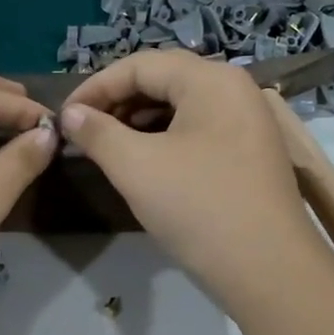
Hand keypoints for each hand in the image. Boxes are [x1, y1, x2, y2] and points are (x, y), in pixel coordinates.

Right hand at [60, 51, 320, 314]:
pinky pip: (199, 129)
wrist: (268, 269)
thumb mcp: (136, 167)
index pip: (140, 65)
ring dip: (139, 120)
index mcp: (210, 79)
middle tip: (84, 131)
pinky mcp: (251, 151)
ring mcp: (248, 121)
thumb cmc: (198, 207)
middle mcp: (234, 89)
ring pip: (181, 106)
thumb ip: (97, 133)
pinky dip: (165, 137)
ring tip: (109, 146)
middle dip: (118, 102)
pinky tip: (145, 161)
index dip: (96, 86)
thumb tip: (70, 114)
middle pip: (164, 80)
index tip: (65, 115)